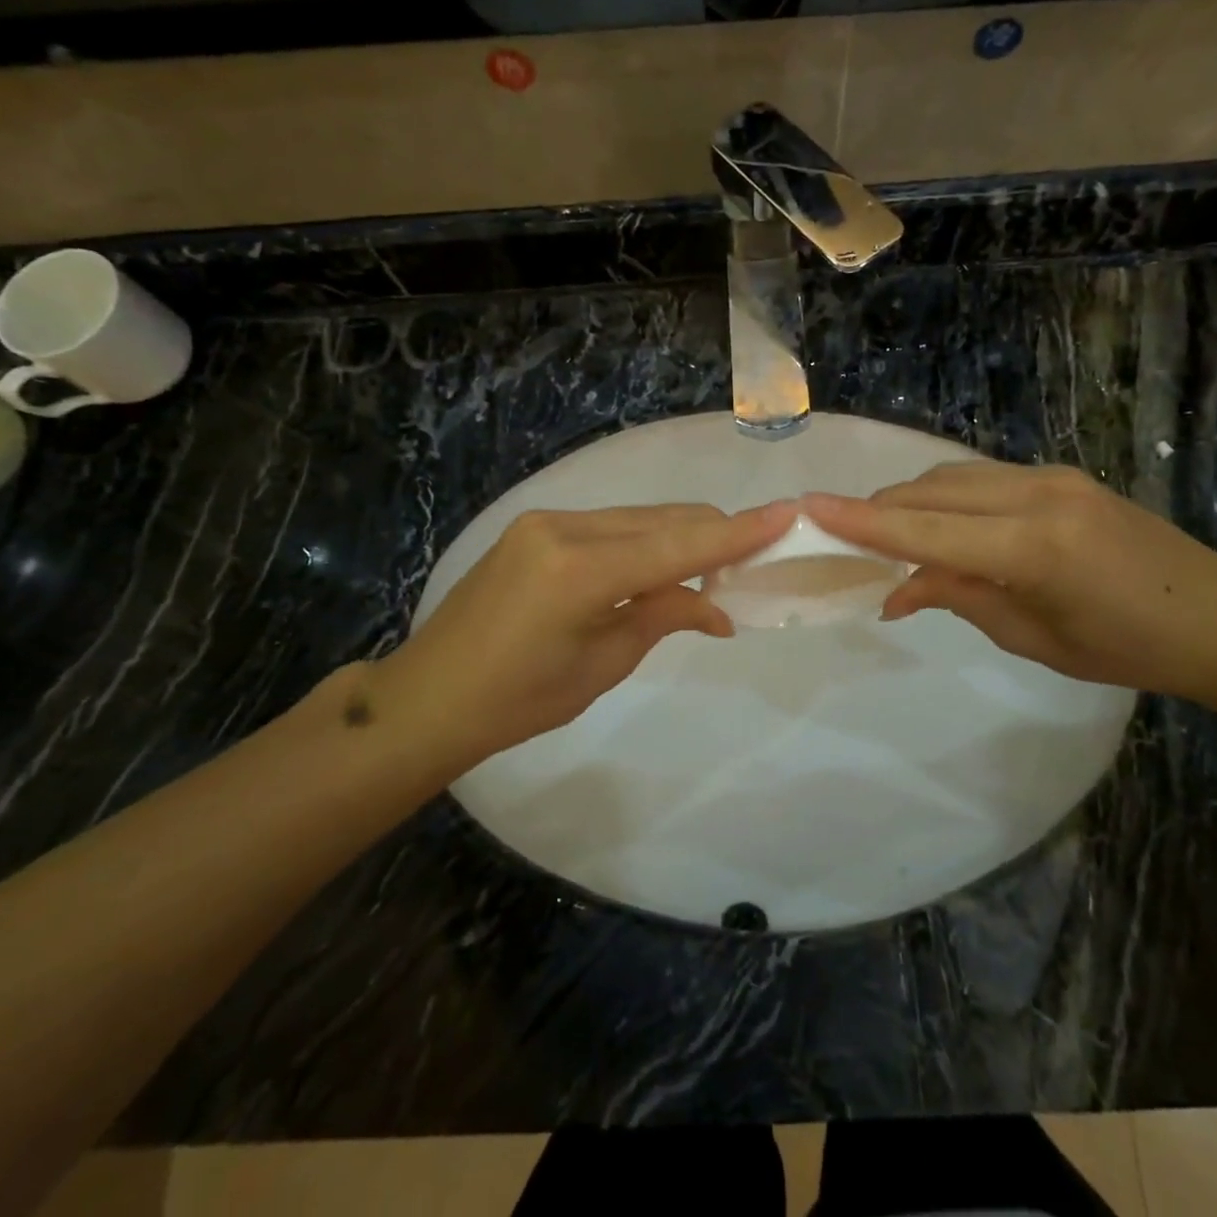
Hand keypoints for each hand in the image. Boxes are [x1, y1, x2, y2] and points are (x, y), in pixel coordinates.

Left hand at [361, 501, 794, 769]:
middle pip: (663, 521)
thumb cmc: (517, 702)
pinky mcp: (537, 527)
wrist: (429, 697)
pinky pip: (611, 526)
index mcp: (580, 571)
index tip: (787, 515)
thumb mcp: (602, 666)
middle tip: (752, 565)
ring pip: (639, 519)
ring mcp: (546, 521)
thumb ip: (662, 618)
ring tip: (708, 576)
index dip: (737, 534)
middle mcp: (564, 528)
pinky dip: (644, 543)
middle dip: (712, 537)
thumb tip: (718, 607)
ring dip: (679, 540)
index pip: (678, 546)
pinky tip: (658, 571)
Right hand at [804, 463, 1216, 695]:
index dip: (863, 523)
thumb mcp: (1032, 637)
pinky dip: (944, 500)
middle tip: (841, 538)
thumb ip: (958, 597)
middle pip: (930, 492)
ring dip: (909, 503)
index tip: (809, 509)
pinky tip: (936, 527)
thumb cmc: (1126, 647)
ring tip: (884, 537)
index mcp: (1035, 549)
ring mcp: (1050, 476)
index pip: (927, 532)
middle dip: (879, 512)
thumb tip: (895, 590)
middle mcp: (1037, 495)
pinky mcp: (1058, 474)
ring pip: (950, 477)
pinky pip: (980, 478)